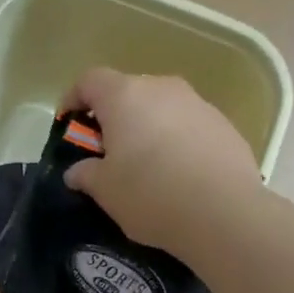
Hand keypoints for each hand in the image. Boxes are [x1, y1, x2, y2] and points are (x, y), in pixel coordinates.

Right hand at [61, 69, 262, 258]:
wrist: (223, 212)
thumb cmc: (150, 194)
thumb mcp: (105, 191)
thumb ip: (86, 175)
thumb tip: (77, 171)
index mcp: (125, 96)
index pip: (90, 80)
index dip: (74, 99)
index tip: (69, 124)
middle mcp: (162, 88)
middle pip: (129, 91)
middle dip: (114, 117)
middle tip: (108, 152)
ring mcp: (198, 103)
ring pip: (162, 108)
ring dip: (149, 129)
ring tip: (147, 166)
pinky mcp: (224, 125)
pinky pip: (189, 126)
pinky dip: (177, 142)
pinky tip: (179, 175)